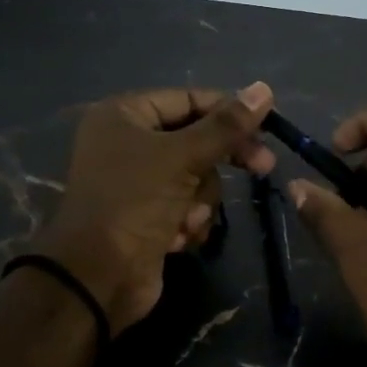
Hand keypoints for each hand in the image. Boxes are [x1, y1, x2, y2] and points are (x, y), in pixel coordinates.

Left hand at [31, 83, 277, 330]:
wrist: (98, 277)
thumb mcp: (182, 157)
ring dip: (199, 201)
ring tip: (185, 219)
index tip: (267, 128)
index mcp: (124, 115)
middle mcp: (128, 143)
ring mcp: (138, 183)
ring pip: (196, 178)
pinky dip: (188, 222)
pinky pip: (186, 206)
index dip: (227, 112)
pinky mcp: (148, 217)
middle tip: (263, 168)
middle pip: (195, 139)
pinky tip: (177, 239)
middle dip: (220, 161)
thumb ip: (225, 126)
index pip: (188, 99)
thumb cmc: (134, 203)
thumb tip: (264, 89)